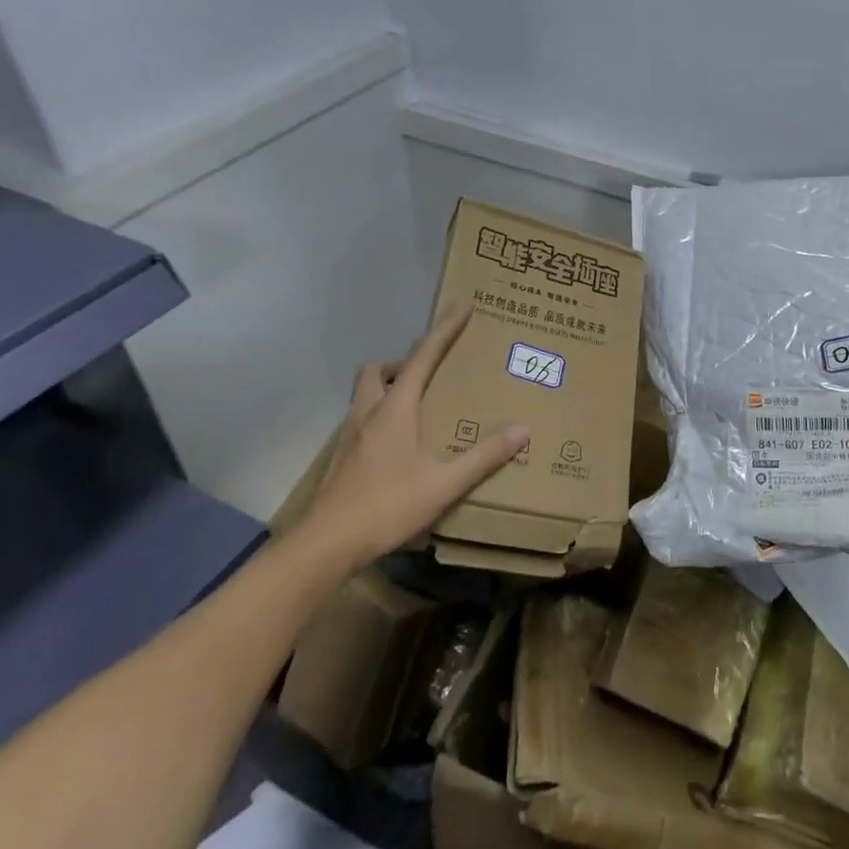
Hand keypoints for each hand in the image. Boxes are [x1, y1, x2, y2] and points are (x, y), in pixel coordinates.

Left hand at [297, 299, 528, 569]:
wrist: (325, 545)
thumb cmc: (386, 507)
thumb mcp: (444, 485)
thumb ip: (483, 457)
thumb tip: (523, 430)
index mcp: (395, 409)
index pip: (423, 356)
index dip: (445, 328)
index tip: (463, 303)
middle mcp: (369, 413)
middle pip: (379, 370)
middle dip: (404, 363)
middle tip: (430, 374)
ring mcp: (350, 435)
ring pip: (365, 393)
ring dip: (388, 387)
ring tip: (416, 408)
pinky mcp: (342, 458)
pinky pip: (362, 419)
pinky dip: (381, 416)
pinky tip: (397, 446)